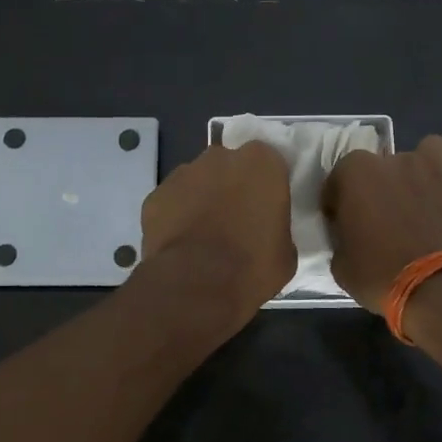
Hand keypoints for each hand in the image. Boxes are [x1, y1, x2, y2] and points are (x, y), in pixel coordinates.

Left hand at [140, 142, 295, 322]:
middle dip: (231, 187)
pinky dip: (175, 216)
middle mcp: (220, 157)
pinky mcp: (155, 195)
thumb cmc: (252, 266)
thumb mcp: (285, 251)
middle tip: (235, 220)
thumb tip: (266, 232)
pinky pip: (172, 201)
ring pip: (197, 181)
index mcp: (261, 163)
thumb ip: (276, 226)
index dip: (265, 186)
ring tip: (204, 235)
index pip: (268, 163)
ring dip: (201, 199)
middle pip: (228, 166)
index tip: (264, 208)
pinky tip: (181, 243)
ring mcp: (183, 173)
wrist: (196, 284)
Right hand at [321, 135, 441, 312]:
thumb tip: (350, 238)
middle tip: (380, 215)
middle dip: (379, 183)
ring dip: (422, 169)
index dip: (338, 199)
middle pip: (382, 163)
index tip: (341, 222)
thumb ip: (343, 239)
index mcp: (358, 173)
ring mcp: (435, 172)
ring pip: (429, 151)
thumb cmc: (381, 275)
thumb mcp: (342, 266)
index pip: (338, 176)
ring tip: (419, 196)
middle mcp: (396, 162)